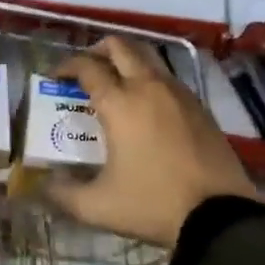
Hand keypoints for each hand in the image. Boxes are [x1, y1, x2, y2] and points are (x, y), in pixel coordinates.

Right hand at [47, 37, 257, 248]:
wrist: (220, 217)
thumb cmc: (153, 204)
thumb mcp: (97, 207)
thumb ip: (62, 194)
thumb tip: (44, 184)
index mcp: (119, 103)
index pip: (87, 67)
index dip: (66, 66)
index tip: (55, 77)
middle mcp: (148, 87)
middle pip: (120, 46)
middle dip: (98, 50)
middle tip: (86, 69)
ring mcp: (178, 94)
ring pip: (148, 57)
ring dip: (127, 61)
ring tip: (115, 84)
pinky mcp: (200, 107)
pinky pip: (168, 78)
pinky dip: (150, 79)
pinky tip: (147, 106)